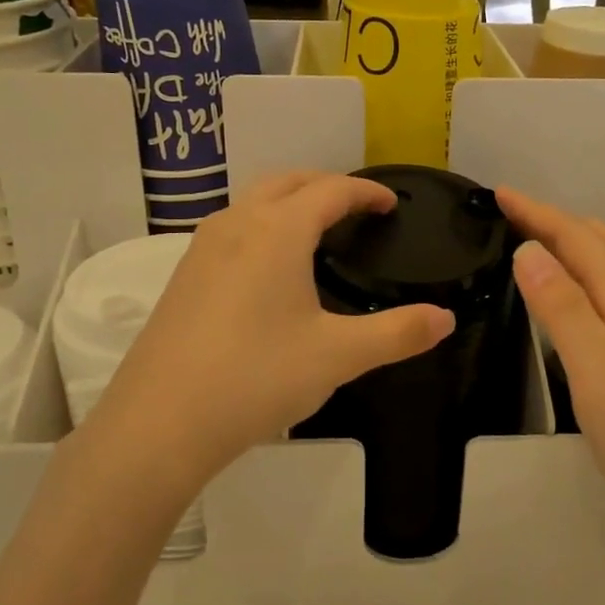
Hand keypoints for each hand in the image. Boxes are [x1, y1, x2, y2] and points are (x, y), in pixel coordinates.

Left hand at [85, 173, 454, 496]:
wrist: (159, 422)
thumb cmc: (257, 377)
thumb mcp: (338, 356)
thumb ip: (397, 333)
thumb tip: (445, 318)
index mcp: (278, 231)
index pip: (331, 190)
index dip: (366, 192)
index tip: (391, 204)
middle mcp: (237, 224)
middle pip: (288, 182)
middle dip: (327, 185)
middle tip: (357, 209)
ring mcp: (203, 247)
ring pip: (254, 201)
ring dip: (289, 201)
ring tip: (317, 231)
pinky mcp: (183, 274)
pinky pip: (232, 228)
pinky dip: (262, 225)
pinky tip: (269, 268)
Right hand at [497, 188, 604, 559]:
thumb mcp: (600, 378)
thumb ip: (565, 311)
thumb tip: (529, 250)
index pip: (579, 239)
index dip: (537, 213)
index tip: (498, 193)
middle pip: (602, 240)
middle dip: (555, 219)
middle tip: (509, 214)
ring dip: (578, 238)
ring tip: (539, 239)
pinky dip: (593, 266)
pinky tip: (581, 290)